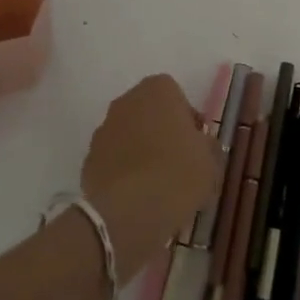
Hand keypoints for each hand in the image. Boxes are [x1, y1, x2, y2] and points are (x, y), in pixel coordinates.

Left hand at [81, 74, 221, 283]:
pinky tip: (135, 196)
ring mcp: (103, 129)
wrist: (131, 210)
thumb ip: (207, 146)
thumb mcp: (211, 161)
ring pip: (128, 136)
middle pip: (148, 113)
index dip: (186, 120)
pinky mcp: (88, 159)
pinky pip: (112, 160)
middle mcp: (127, 101)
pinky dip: (122, 172)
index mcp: (158, 89)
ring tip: (156, 184)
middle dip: (160, 132)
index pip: (176, 96)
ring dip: (139, 151)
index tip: (195, 145)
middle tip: (177, 162)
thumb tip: (201, 146)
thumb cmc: (179, 173)